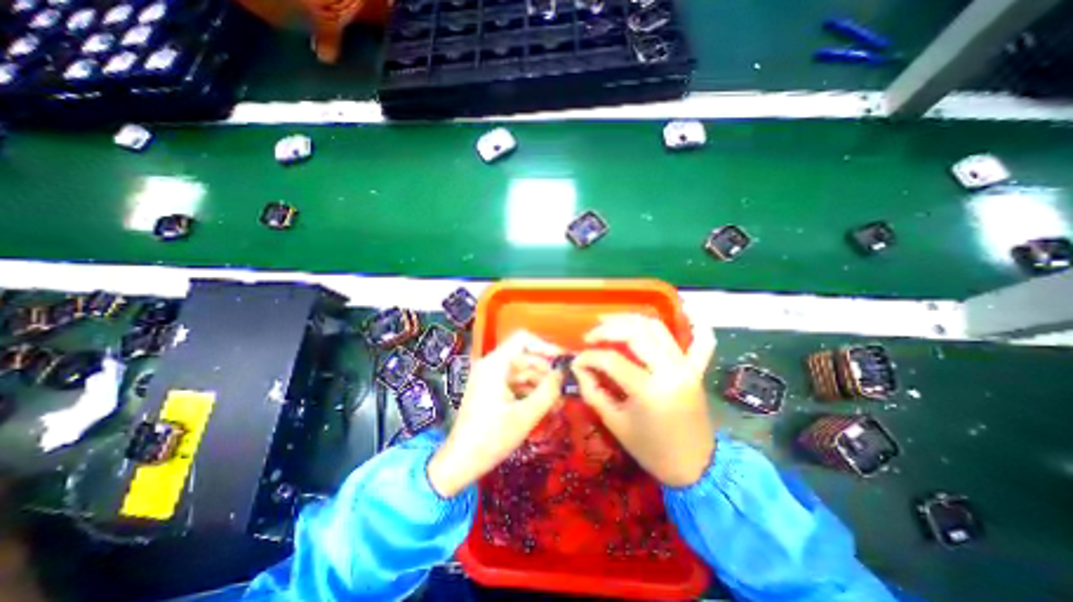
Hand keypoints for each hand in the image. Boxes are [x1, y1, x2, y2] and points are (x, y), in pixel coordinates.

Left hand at [426, 331, 563, 496]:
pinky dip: (531, 392)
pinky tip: (546, 407)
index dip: (545, 346)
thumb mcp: (525, 415)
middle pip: (525, 357)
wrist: (460, 463)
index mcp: (495, 364)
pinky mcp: (492, 390)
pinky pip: (516, 384)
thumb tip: (563, 373)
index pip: (523, 339)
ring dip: (541, 385)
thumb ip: (548, 391)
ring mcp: (491, 378)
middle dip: (546, 372)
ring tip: (559, 403)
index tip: (563, 360)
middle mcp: (492, 365)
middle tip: (565, 388)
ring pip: (523, 372)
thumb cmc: (491, 438)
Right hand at [573, 316, 715, 489]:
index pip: (611, 360)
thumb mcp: (615, 424)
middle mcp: (670, 371)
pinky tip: (687, 309)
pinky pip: (702, 342)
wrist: (695, 467)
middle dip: (608, 329)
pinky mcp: (696, 370)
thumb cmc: (651, 450)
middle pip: (636, 333)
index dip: (589, 357)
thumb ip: (593, 392)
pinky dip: (697, 325)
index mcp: (649, 391)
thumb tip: (579, 367)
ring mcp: (686, 368)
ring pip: (658, 329)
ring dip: (632, 319)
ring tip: (610, 320)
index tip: (577, 360)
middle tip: (590, 335)